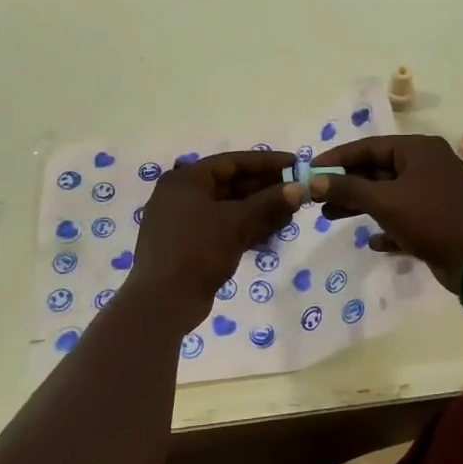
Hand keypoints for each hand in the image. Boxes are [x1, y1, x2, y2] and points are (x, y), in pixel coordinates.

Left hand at [130, 150, 299, 314]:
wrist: (163, 302)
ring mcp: (183, 223)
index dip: (266, 162)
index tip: (295, 164)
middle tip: (296, 192)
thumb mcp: (237, 222)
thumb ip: (269, 202)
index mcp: (186, 180)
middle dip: (265, 190)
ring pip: (228, 209)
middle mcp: (181, 196)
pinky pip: (222, 228)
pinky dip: (244, 229)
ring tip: (289, 216)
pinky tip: (270, 236)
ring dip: (258, 211)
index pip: (232, 162)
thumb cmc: (198, 250)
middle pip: (230, 185)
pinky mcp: (188, 246)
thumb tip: (299, 188)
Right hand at [302, 134, 462, 291]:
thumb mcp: (384, 201)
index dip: (337, 158)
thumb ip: (347, 189)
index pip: (369, 146)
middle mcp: (429, 165)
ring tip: (330, 216)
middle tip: (317, 197)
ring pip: (390, 194)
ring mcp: (436, 192)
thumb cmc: (431, 219)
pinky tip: (372, 241)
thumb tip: (312, 181)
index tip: (310, 169)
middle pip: (378, 170)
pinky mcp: (440, 219)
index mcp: (419, 150)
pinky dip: (388, 226)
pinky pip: (406, 217)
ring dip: (362, 205)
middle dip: (347, 185)